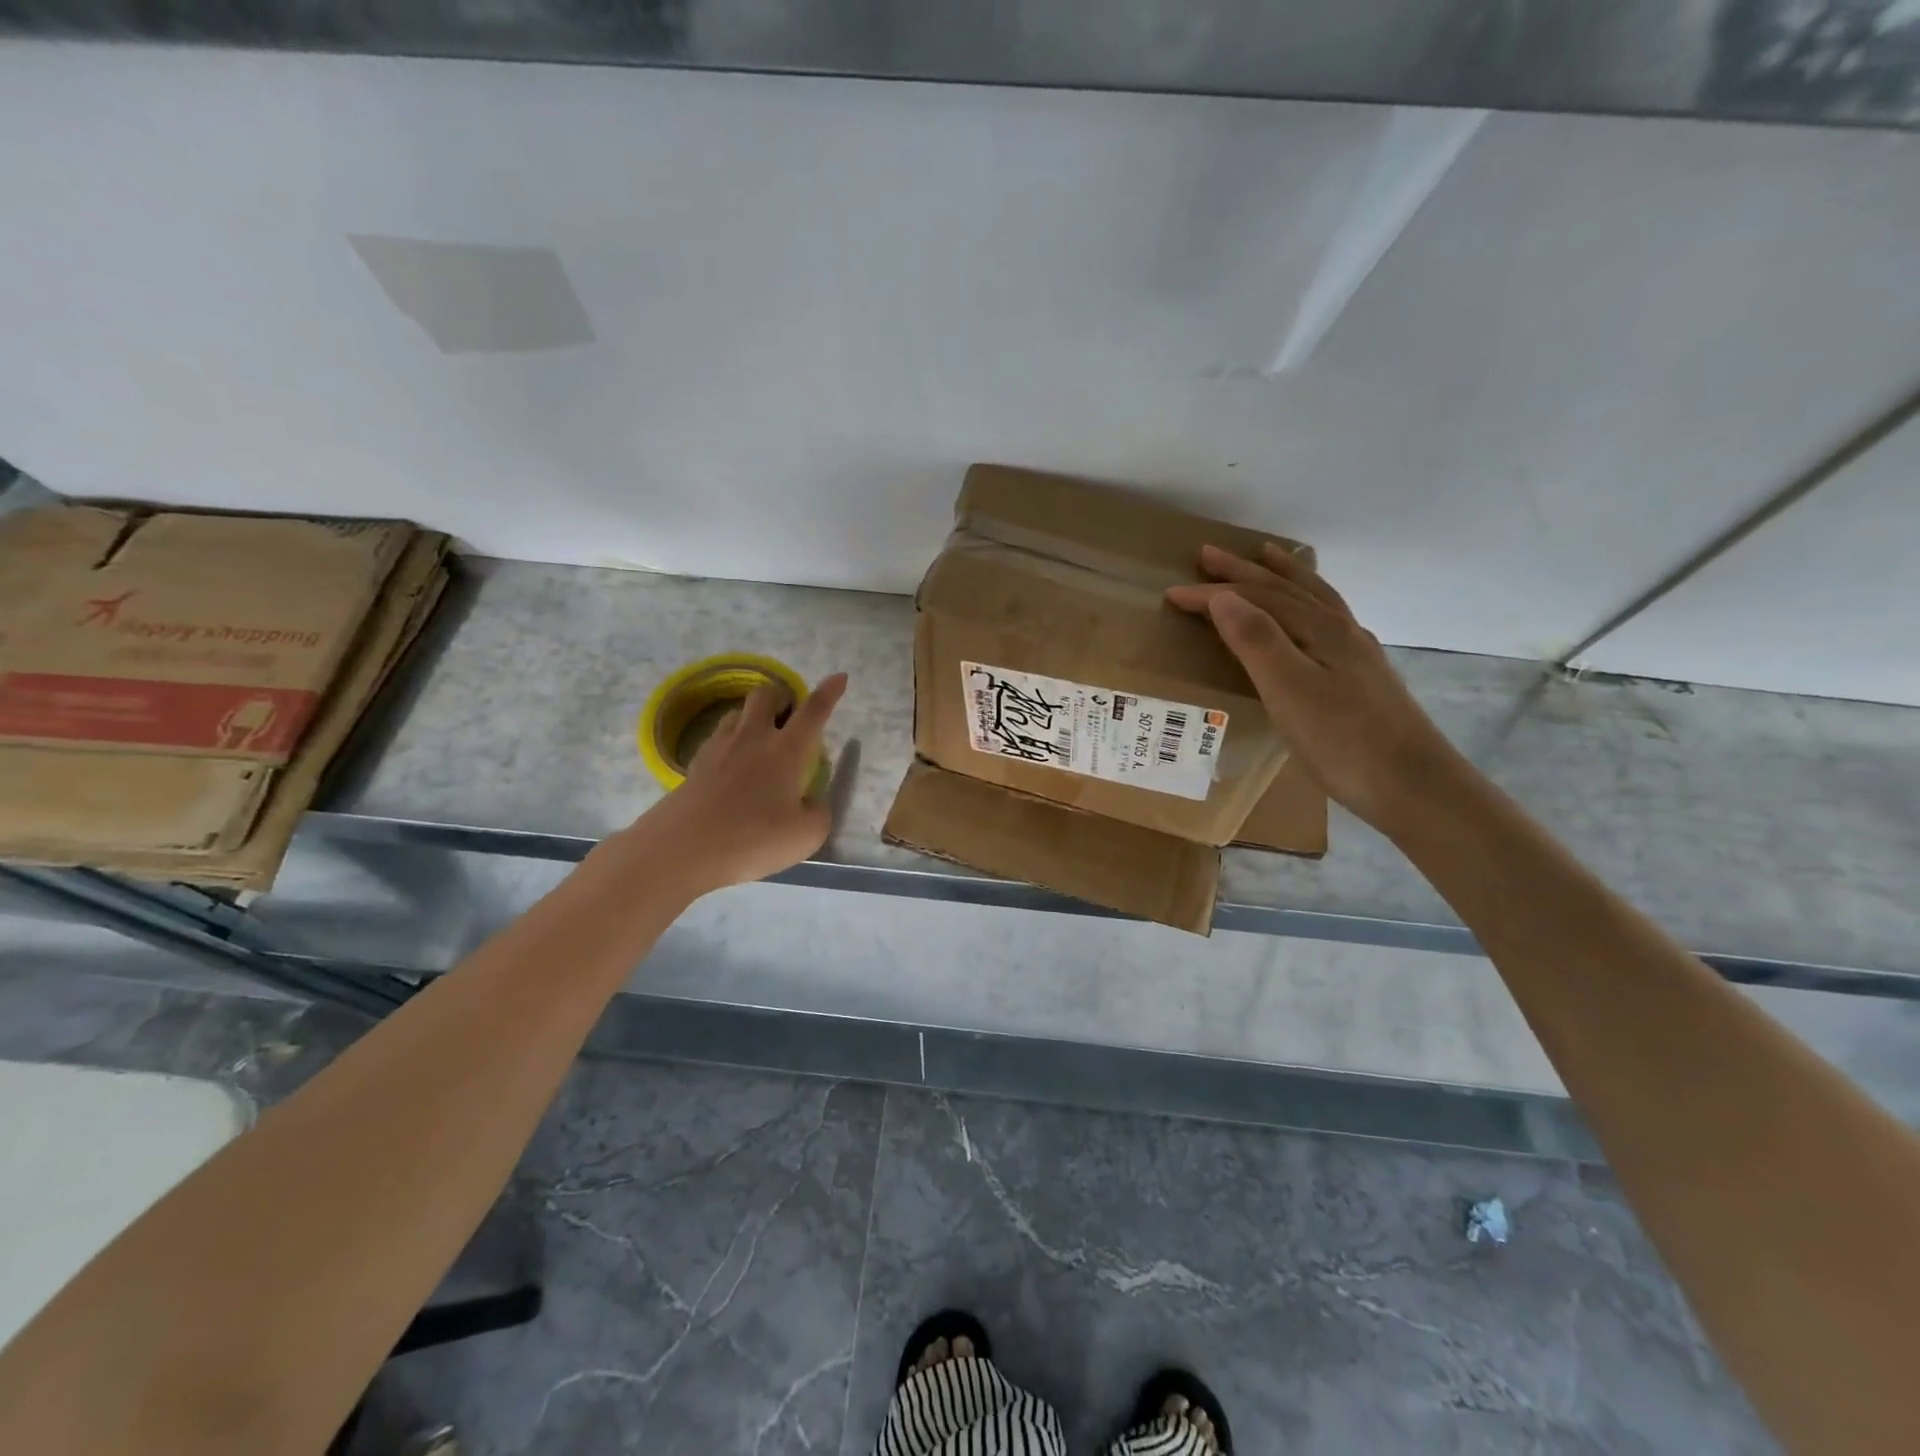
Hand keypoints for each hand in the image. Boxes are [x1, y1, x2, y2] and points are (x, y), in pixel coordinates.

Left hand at [617, 673, 848, 898]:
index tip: (839, 677)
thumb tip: (810, 802)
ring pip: (737, 713)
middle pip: (765, 696)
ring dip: (752, 717)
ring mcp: (719, 748)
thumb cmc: (754, 837)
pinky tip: (732, 765)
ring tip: (759, 738)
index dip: (828, 693)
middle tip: (789, 714)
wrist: (683, 848)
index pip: (812, 712)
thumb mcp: (806, 835)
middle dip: (780, 696)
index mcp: (786, 751)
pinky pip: (717, 739)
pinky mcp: (695, 765)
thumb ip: (817, 813)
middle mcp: (753, 739)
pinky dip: (730, 742)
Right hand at [1166, 546, 1461, 829]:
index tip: (1172, 593)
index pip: (1256, 599)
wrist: (1413, 786)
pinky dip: (1308, 601)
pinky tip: (1310, 615)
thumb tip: (1224, 596)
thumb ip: (1257, 641)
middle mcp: (1340, 630)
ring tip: (1266, 557)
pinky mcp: (1363, 675)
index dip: (1213, 594)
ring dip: (1284, 575)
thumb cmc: (1342, 742)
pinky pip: (1327, 619)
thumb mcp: (1289, 691)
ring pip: (1314, 598)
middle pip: (1286, 589)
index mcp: (1319, 630)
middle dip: (1244, 571)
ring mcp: (1356, 652)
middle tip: (1207, 555)